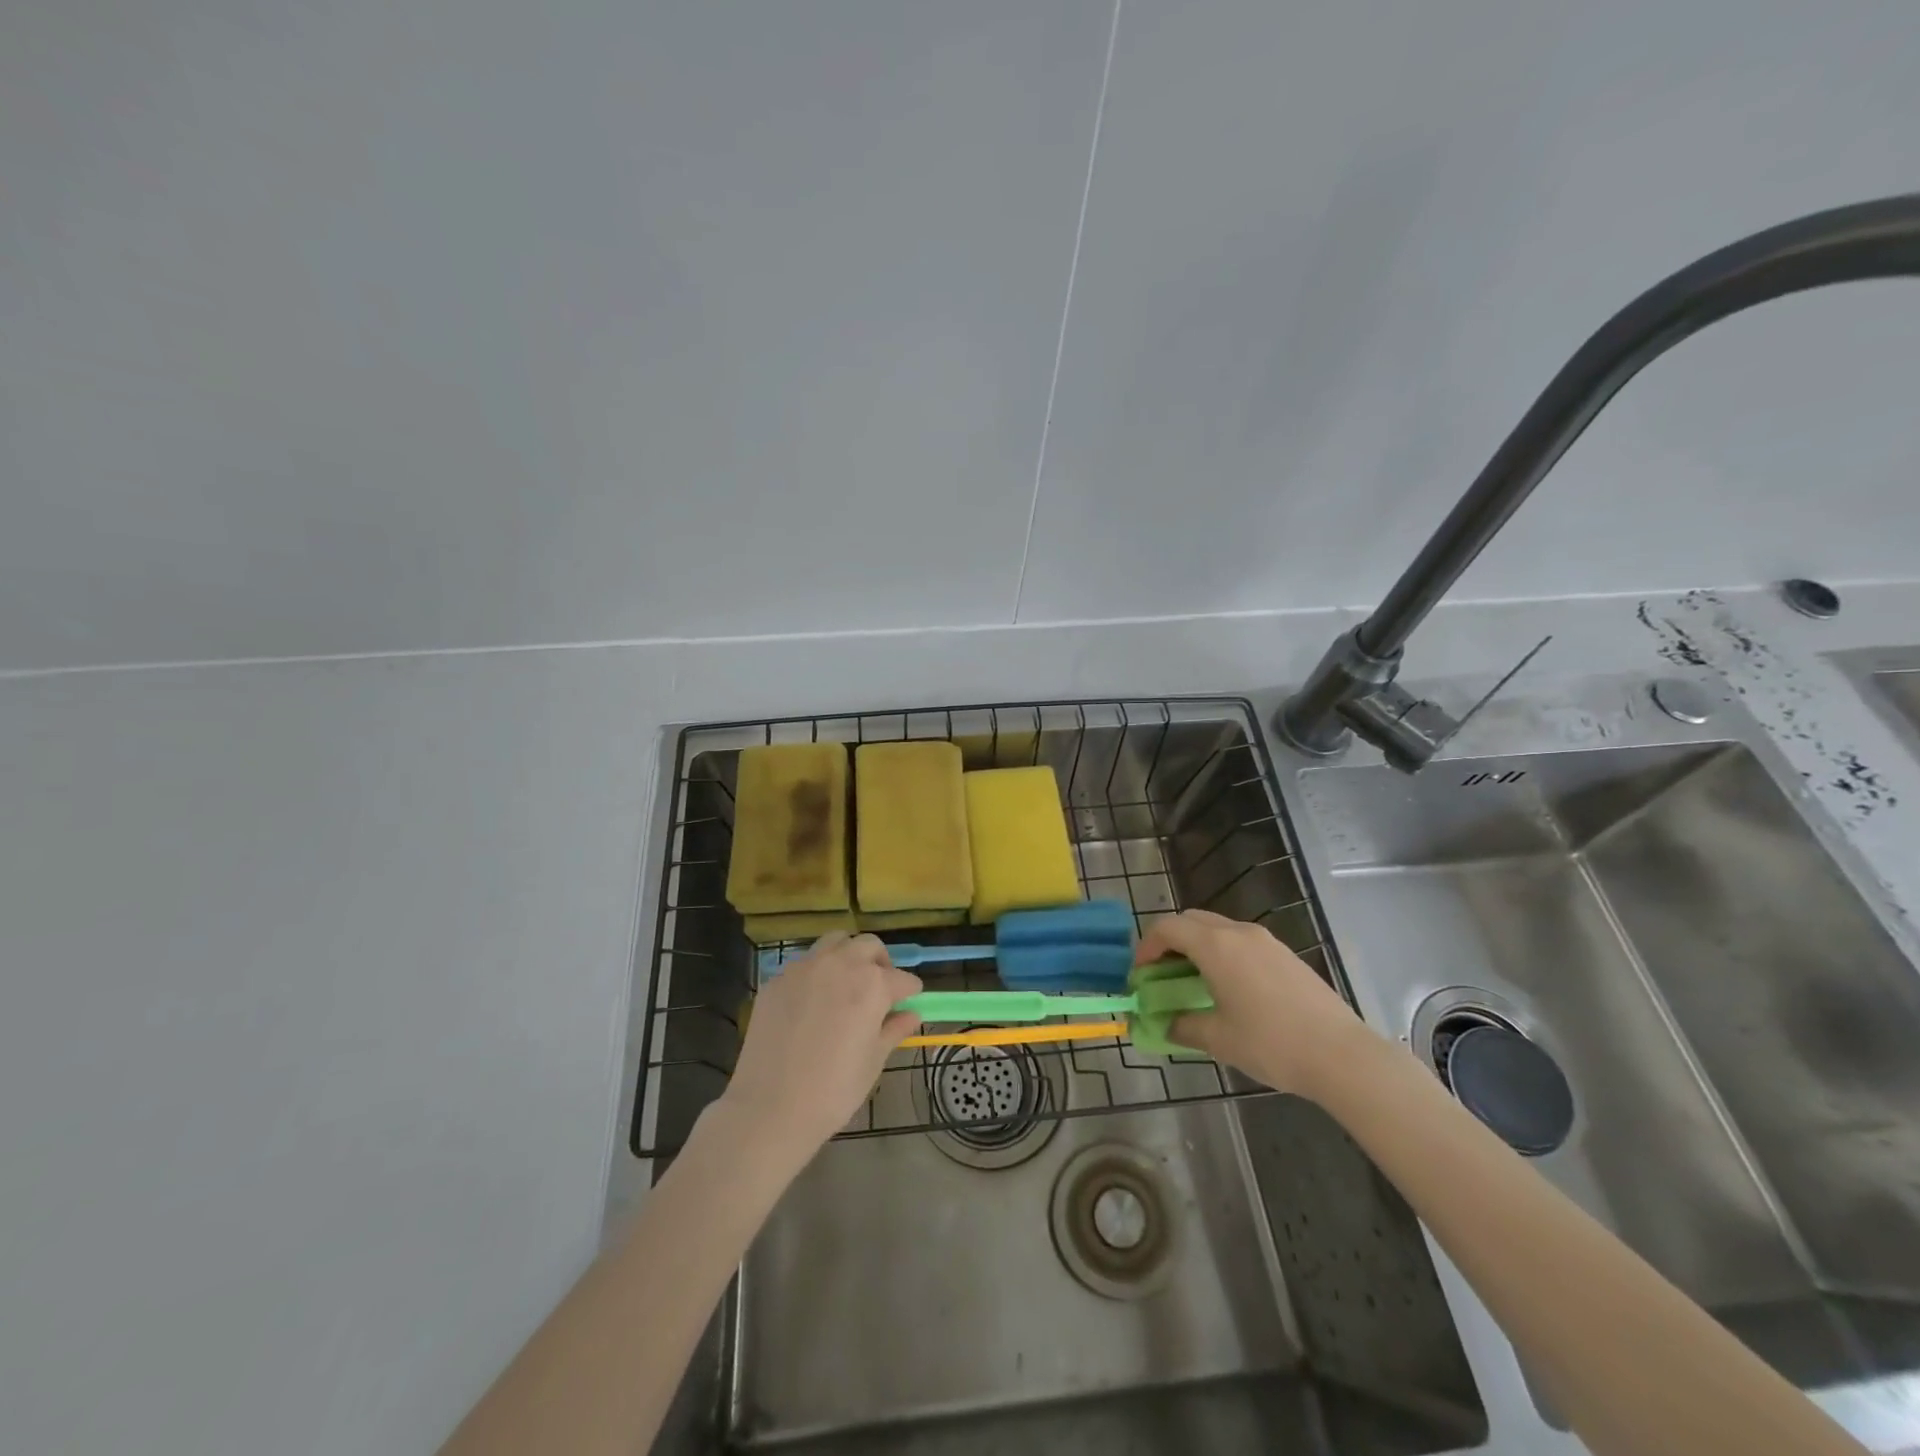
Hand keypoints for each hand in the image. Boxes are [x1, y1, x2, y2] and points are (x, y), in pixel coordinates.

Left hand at [718, 933, 922, 1156]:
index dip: (909, 992)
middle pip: (869, 946)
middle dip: (880, 963)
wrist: (770, 1108)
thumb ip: (894, 1029)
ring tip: (846, 983)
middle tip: (879, 989)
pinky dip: (817, 973)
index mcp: (871, 984)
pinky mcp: (777, 980)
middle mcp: (840, 964)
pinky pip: (804, 964)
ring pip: (834, 942)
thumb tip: (911, 1015)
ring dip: (848, 955)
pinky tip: (812, 1002)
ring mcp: (804, 968)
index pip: (902, 979)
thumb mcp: (873, 1061)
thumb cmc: (833, 1090)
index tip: (909, 1002)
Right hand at [1135, 909, 1367, 1097]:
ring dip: (1196, 947)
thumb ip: (1182, 1025)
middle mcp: (1238, 932)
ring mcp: (1266, 941)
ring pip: (1217, 929)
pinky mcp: (1285, 955)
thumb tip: (1162, 1023)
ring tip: (1193, 984)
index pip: (1167, 928)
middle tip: (1162, 975)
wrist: (1343, 1056)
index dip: (1146, 947)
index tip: (1140, 976)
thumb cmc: (1272, 1044)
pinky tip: (1229, 990)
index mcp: (1216, 946)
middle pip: (1191, 920)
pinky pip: (1240, 942)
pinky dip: (1222, 954)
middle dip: (1169, 942)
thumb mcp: (1218, 1040)